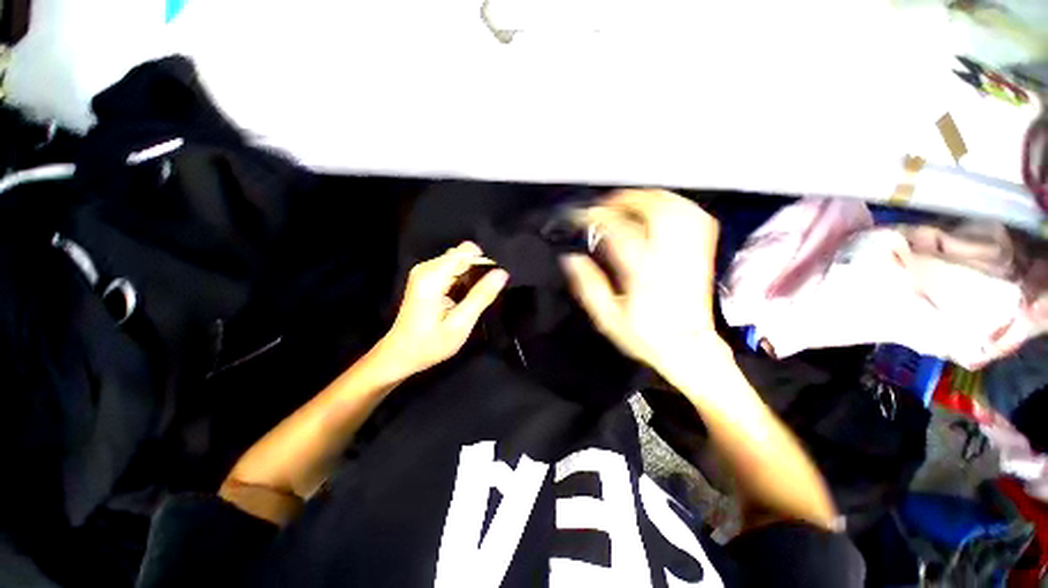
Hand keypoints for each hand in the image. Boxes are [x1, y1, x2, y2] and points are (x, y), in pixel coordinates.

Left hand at [379, 242, 508, 377]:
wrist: (399, 355)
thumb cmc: (429, 344)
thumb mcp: (460, 325)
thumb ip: (481, 296)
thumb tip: (502, 273)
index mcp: (432, 277)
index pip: (466, 252)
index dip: (484, 262)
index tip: (494, 281)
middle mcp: (426, 268)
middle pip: (462, 254)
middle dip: (478, 269)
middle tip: (484, 294)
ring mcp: (423, 271)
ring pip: (458, 260)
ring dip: (471, 274)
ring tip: (475, 297)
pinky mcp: (425, 277)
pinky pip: (451, 268)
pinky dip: (463, 278)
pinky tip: (464, 296)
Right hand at [562, 189, 721, 374]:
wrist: (690, 349)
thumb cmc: (646, 337)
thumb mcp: (608, 319)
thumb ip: (588, 286)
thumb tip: (571, 258)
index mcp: (644, 275)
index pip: (619, 232)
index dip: (597, 217)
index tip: (582, 216)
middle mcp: (670, 259)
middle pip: (654, 210)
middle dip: (625, 199)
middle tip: (606, 205)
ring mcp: (690, 254)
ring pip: (676, 208)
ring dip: (649, 198)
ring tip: (628, 203)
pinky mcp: (701, 254)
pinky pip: (694, 217)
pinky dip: (674, 205)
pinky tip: (659, 209)